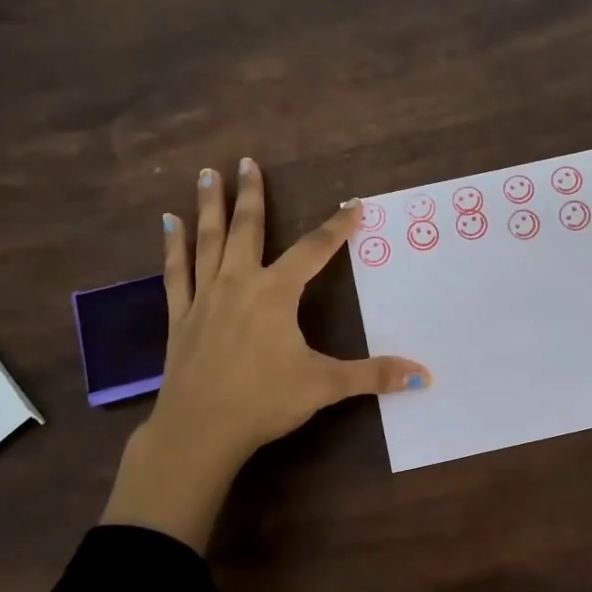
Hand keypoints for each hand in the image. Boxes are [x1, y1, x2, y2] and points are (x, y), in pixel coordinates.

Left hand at [101, 158, 429, 550]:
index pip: (314, 250)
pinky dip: (173, 246)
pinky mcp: (181, 316)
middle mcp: (239, 283)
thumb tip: (423, 375)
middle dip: (252, 194)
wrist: (199, 430)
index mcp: (276, 293)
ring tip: (207, 174)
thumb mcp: (324, 385)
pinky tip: (168, 223)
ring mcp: (205, 297)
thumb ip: (373, 375)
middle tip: (247, 161)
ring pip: (209, 241)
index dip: (337, 226)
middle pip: (248, 229)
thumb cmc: (264, 401)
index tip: (354, 205)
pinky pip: (176, 272)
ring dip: (210, 207)